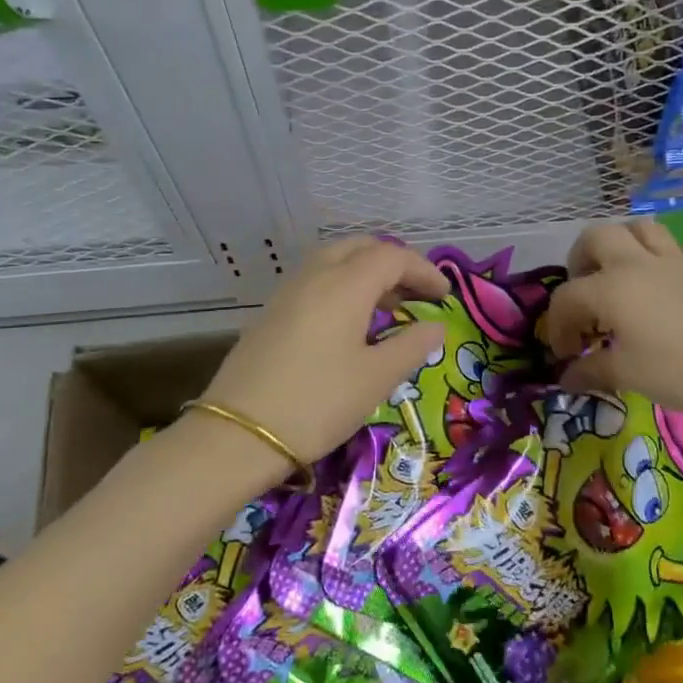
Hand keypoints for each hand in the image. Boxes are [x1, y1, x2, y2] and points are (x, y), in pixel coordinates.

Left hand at [204, 238, 449, 463]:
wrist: (238, 435)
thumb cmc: (318, 403)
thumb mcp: (376, 378)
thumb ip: (412, 345)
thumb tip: (435, 326)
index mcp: (345, 284)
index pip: (392, 256)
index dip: (423, 270)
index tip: (444, 296)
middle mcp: (315, 275)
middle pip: (360, 247)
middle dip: (394, 262)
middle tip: (416, 293)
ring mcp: (288, 291)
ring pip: (334, 260)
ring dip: (365, 272)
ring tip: (387, 307)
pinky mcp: (271, 312)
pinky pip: (315, 280)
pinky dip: (341, 285)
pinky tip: (349, 322)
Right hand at [542, 219, 682, 417]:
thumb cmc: (673, 370)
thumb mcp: (624, 373)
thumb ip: (590, 370)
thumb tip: (566, 378)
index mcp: (610, 288)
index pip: (567, 297)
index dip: (558, 325)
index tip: (568, 352)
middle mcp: (635, 262)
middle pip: (596, 237)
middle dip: (581, 259)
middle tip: (584, 289)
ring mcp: (672, 259)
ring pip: (638, 228)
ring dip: (622, 244)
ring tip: (620, 270)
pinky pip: (675, 246)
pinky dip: (661, 255)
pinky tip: (661, 278)